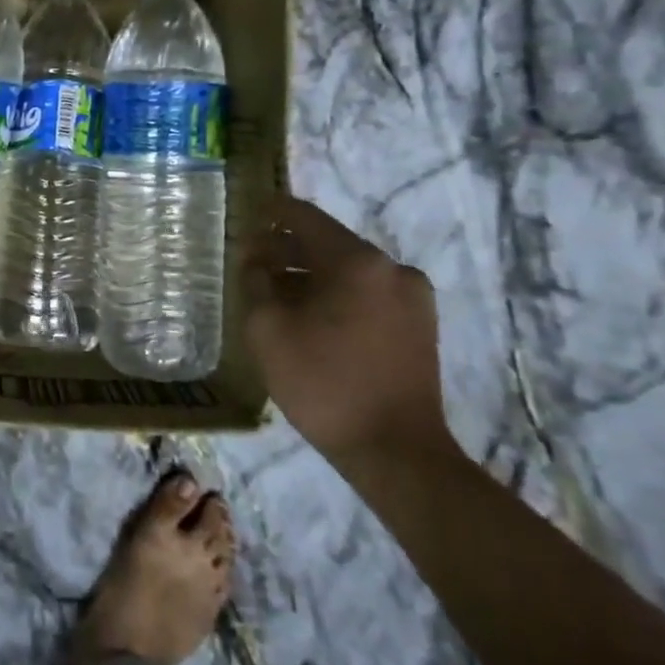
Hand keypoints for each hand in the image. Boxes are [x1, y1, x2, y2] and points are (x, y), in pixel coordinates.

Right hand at [243, 195, 453, 470]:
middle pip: (328, 243)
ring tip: (275, 294)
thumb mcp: (267, 328)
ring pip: (348, 271)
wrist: (395, 451)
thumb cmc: (323, 382)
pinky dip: (335, 295)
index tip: (244, 213)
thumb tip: (254, 257)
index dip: (270, 212)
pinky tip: (310, 318)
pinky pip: (367, 294)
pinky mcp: (420, 326)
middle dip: (286, 249)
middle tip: (250, 262)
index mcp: (357, 261)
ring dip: (310, 275)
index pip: (304, 217)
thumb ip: (255, 281)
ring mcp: (413, 298)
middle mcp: (392, 269)